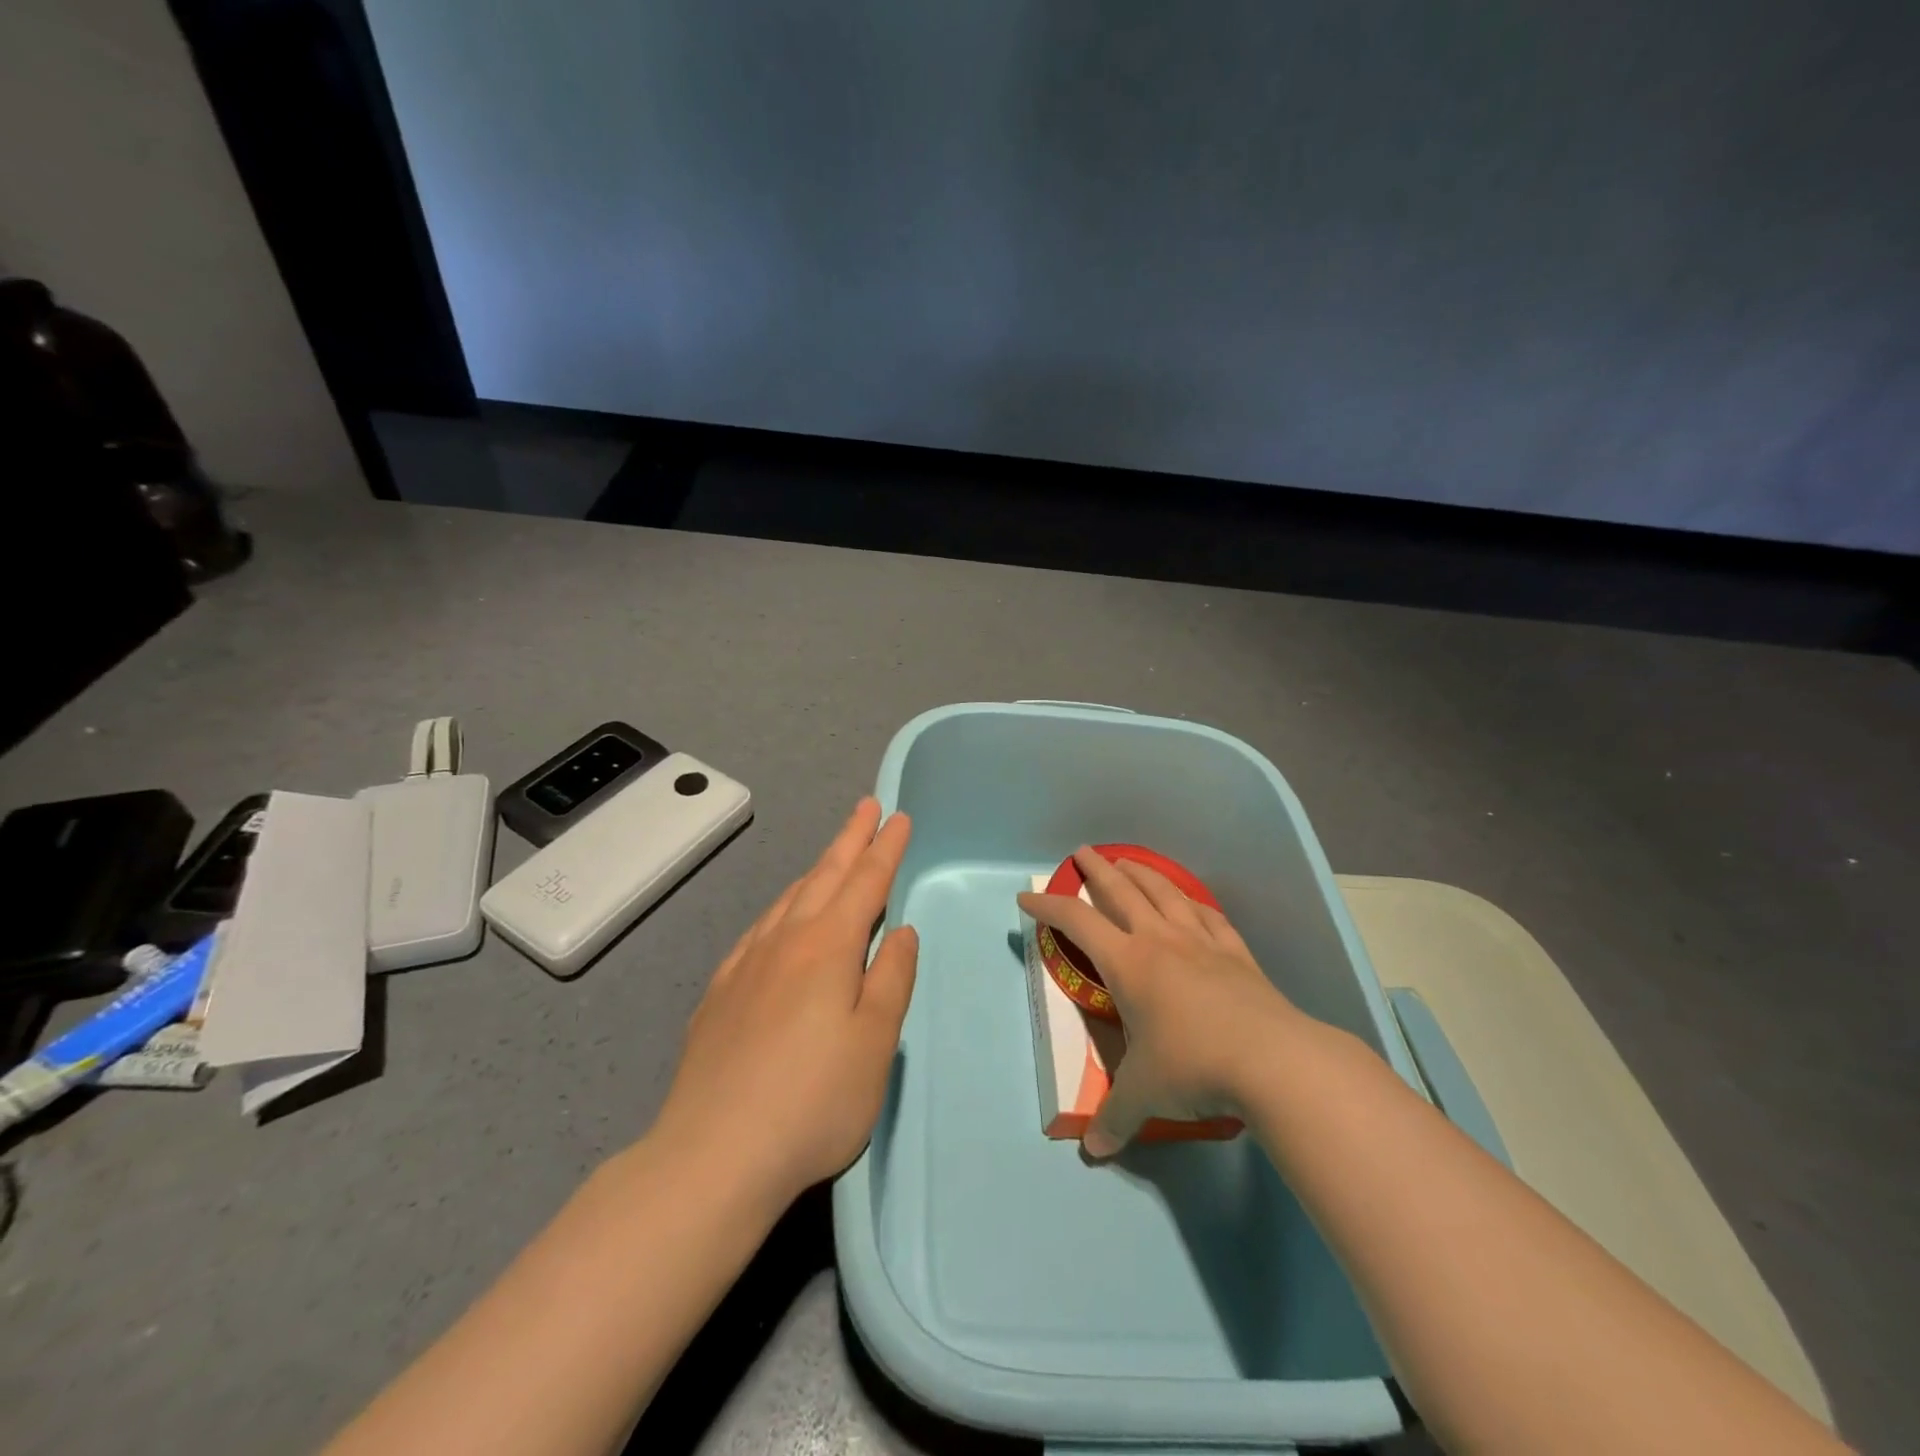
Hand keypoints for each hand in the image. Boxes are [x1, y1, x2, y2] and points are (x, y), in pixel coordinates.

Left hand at [655, 798, 916, 1209]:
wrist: (713, 1154)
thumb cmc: (814, 1100)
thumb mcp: (875, 1043)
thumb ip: (891, 979)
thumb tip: (902, 932)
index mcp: (829, 947)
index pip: (866, 883)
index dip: (885, 848)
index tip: (898, 817)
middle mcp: (786, 941)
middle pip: (825, 876)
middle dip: (850, 839)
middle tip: (866, 807)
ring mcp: (747, 964)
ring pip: (789, 899)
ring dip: (817, 870)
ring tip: (832, 856)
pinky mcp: (720, 992)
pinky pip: (759, 928)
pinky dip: (782, 907)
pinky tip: (780, 918)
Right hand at [1018, 845, 1303, 1156]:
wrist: (1274, 1061)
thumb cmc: (1194, 1066)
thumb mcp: (1144, 1095)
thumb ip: (1115, 1118)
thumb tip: (1093, 1151)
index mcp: (1128, 963)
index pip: (1076, 922)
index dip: (1048, 906)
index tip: (1026, 897)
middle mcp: (1160, 941)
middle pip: (1121, 891)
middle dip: (1096, 869)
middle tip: (1082, 852)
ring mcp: (1202, 942)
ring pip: (1165, 893)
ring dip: (1142, 873)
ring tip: (1128, 862)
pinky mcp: (1236, 953)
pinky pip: (1208, 915)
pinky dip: (1192, 902)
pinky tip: (1190, 901)